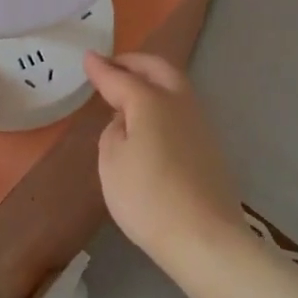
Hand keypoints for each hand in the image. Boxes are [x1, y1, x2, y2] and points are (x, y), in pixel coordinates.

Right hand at [84, 52, 243, 263]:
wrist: (205, 239)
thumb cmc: (147, 197)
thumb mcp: (111, 162)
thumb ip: (114, 131)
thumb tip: (126, 120)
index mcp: (151, 102)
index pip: (120, 78)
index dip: (101, 69)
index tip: (87, 58)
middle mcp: (180, 104)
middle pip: (158, 70)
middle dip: (134, 62)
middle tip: (112, 65)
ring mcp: (200, 125)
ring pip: (175, 87)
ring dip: (152, 80)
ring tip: (129, 90)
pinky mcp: (210, 148)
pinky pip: (181, 109)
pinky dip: (163, 102)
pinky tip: (151, 120)